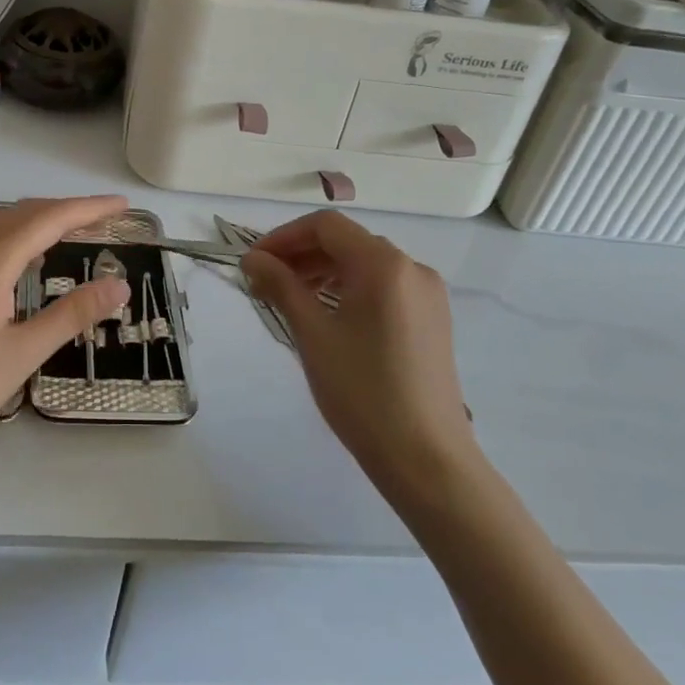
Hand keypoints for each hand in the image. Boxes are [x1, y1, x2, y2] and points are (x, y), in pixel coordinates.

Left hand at [0, 196, 131, 464]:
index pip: (50, 219)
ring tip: (74, 232)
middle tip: (107, 218)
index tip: (124, 205)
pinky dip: (16, 236)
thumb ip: (73, 314)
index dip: (90, 208)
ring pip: (2, 223)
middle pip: (25, 213)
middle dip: (68, 210)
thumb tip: (119, 286)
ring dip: (40, 220)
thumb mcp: (23, 352)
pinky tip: (26, 260)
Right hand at [242, 211, 474, 488]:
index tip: (253, 263)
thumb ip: (281, 286)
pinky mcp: (432, 319)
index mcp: (385, 264)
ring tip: (289, 299)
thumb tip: (252, 258)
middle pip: (347, 242)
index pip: (326, 226)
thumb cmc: (362, 391)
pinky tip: (327, 315)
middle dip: (301, 255)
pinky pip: (383, 287)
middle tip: (264, 283)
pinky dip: (349, 289)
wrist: (426, 458)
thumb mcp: (312, 334)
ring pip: (364, 265)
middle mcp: (412, 268)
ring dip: (322, 272)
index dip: (284, 237)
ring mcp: (427, 294)